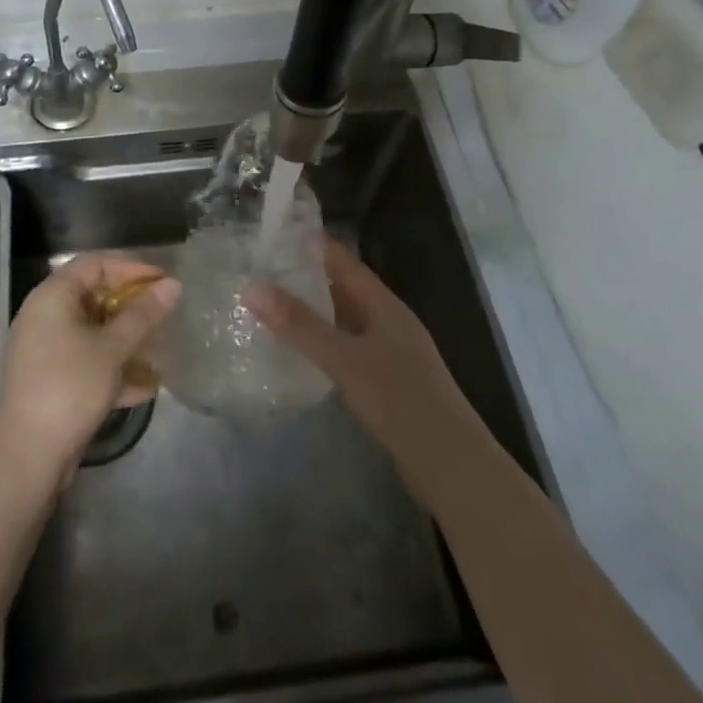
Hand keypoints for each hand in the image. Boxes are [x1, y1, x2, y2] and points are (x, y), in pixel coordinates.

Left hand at [0, 254, 179, 489]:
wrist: (29, 453)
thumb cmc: (71, 386)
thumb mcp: (113, 348)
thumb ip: (144, 314)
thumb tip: (173, 285)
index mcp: (53, 296)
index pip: (95, 263)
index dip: (132, 267)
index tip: (163, 281)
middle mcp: (45, 314)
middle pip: (94, 295)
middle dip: (132, 306)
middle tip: (164, 314)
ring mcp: (45, 347)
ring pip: (93, 330)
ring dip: (126, 338)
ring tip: (159, 350)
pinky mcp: (50, 377)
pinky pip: (86, 359)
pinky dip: (112, 366)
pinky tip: (144, 387)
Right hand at [247, 239, 485, 508]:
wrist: (451, 465)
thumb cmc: (400, 400)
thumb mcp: (344, 359)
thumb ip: (299, 325)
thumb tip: (251, 286)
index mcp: (384, 304)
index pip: (343, 261)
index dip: (311, 246)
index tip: (272, 236)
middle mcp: (389, 320)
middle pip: (344, 288)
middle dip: (306, 278)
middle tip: (260, 272)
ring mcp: (391, 352)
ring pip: (346, 320)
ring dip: (314, 313)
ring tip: (271, 308)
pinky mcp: (389, 381)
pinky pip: (349, 348)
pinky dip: (324, 343)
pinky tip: (302, 354)